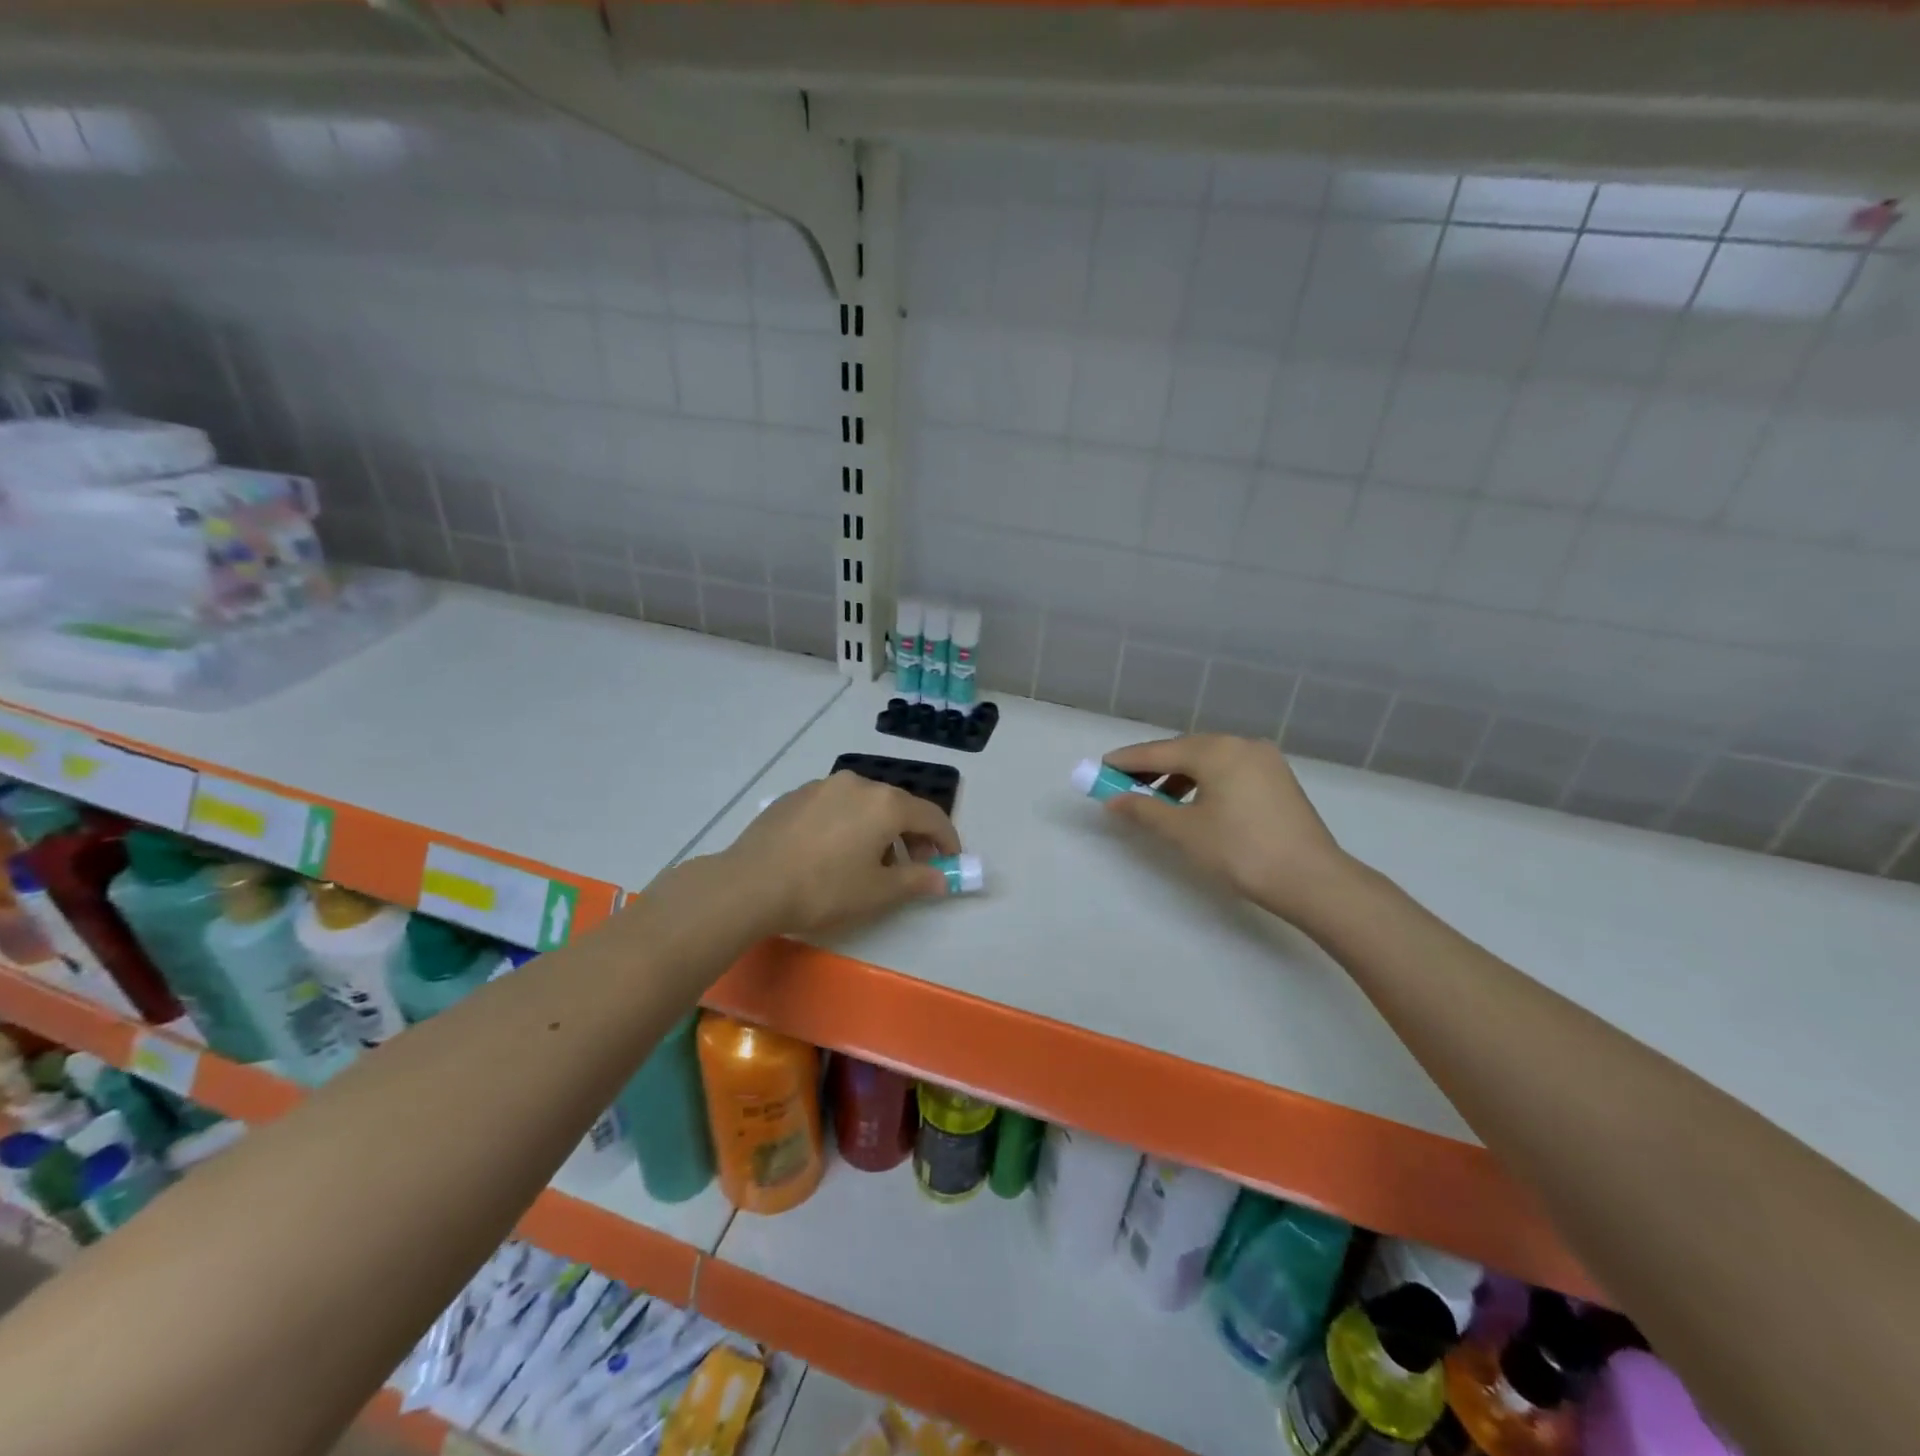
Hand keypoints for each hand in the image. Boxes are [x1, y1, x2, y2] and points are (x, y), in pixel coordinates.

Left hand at [722, 771, 960, 936]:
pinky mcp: (796, 795)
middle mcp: (858, 783)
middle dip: (913, 836)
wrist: (750, 884)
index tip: (951, 862)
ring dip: (880, 830)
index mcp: (885, 803)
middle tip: (913, 868)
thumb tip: (942, 878)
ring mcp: (823, 785)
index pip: (931, 816)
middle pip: (898, 806)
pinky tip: (835, 852)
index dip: (947, 840)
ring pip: (866, 804)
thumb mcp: (877, 892)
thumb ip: (917, 880)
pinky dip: (850, 824)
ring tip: (872, 863)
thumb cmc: (824, 889)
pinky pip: (837, 805)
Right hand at [1101, 735, 1354, 925]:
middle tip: (1124, 786)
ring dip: (1178, 776)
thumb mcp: (1185, 831)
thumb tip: (1113, 800)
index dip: (1127, 761)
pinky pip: (1228, 770)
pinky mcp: (1277, 778)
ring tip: (1156, 800)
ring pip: (1208, 760)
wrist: (1312, 880)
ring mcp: (1264, 759)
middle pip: (1184, 750)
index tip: (1100, 768)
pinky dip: (1204, 781)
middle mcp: (1240, 744)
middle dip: (1152, 768)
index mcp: (1216, 750)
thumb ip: (1145, 810)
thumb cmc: (1241, 851)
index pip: (1159, 751)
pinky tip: (1193, 804)